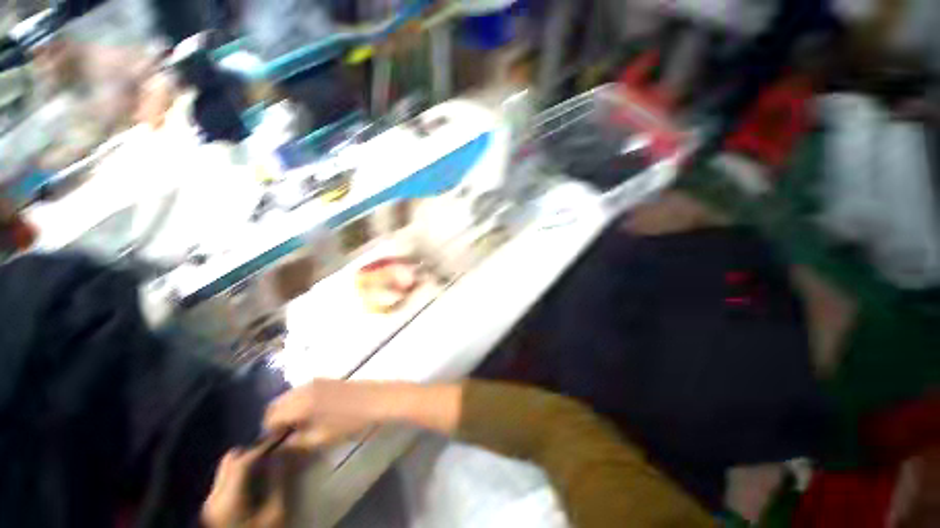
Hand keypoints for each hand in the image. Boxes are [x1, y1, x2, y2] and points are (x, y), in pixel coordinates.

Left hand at [201, 447, 284, 527]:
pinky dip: (246, 474)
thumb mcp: (277, 513)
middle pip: (232, 461)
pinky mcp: (215, 509)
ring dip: (251, 462)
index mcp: (227, 500)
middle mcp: (213, 498)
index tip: (285, 434)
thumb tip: (283, 451)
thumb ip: (278, 480)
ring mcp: (212, 504)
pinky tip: (261, 480)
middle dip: (256, 451)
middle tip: (279, 450)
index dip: (265, 445)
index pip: (244, 461)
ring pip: (229, 469)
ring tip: (272, 464)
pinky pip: (229, 481)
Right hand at [263, 380, 383, 451]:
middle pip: (276, 403)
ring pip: (288, 396)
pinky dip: (297, 401)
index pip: (270, 416)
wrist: (374, 399)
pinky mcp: (324, 379)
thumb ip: (296, 441)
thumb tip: (280, 444)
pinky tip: (309, 413)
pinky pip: (300, 390)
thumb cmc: (349, 421)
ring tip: (297, 425)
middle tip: (284, 435)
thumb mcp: (321, 437)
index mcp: (300, 403)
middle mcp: (303, 388)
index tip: (276, 442)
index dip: (269, 431)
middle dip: (275, 419)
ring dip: (286, 409)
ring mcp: (314, 381)